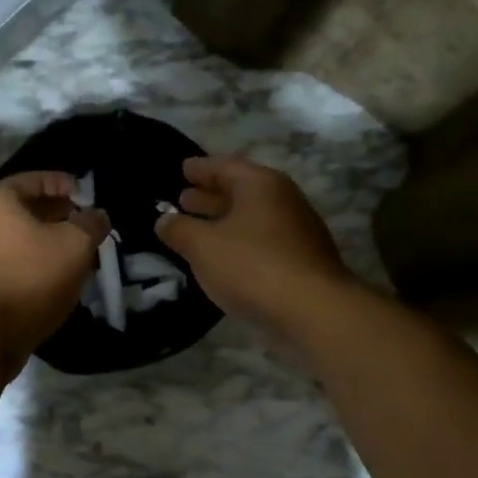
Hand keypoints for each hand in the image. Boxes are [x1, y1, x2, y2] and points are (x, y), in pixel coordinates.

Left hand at [0, 171, 110, 372]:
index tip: (88, 196)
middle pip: (25, 210)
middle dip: (58, 216)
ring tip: (78, 255)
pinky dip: (34, 266)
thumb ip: (90, 224)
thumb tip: (97, 215)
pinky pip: (11, 264)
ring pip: (19, 240)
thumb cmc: (29, 279)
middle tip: (86, 226)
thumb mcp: (74, 246)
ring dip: (48, 244)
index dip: (64, 183)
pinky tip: (55, 281)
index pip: (34, 178)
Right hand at [155, 154, 356, 336]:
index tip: (182, 168)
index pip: (225, 166)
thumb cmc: (252, 266)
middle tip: (183, 198)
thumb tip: (164, 220)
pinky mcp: (300, 260)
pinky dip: (237, 241)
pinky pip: (260, 240)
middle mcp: (282, 200)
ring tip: (196, 228)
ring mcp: (295, 231)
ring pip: (250, 218)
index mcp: (260, 185)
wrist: (313, 311)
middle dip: (210, 194)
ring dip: (223, 220)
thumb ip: (179, 229)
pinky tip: (222, 256)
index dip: (200, 168)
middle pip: (240, 190)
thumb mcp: (203, 246)